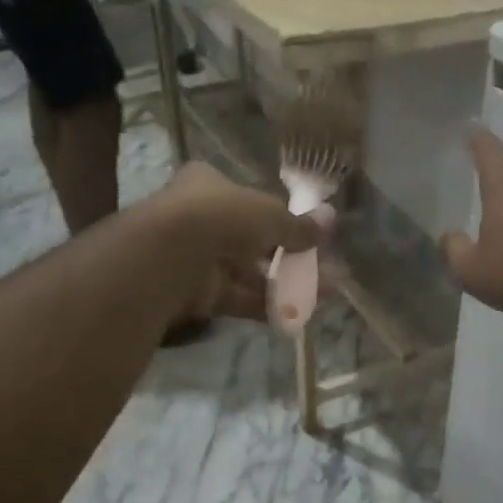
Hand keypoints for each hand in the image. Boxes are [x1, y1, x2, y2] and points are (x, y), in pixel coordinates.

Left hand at [149, 163, 331, 322]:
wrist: (171, 256)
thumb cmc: (221, 217)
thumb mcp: (269, 215)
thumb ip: (299, 225)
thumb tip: (332, 218)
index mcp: (209, 186)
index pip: (249, 200)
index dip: (280, 217)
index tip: (309, 235)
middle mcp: (201, 219)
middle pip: (253, 240)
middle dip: (291, 257)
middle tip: (326, 271)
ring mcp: (198, 260)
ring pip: (249, 274)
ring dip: (287, 284)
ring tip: (325, 295)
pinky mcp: (198, 295)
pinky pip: (238, 300)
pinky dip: (266, 307)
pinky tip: (297, 316)